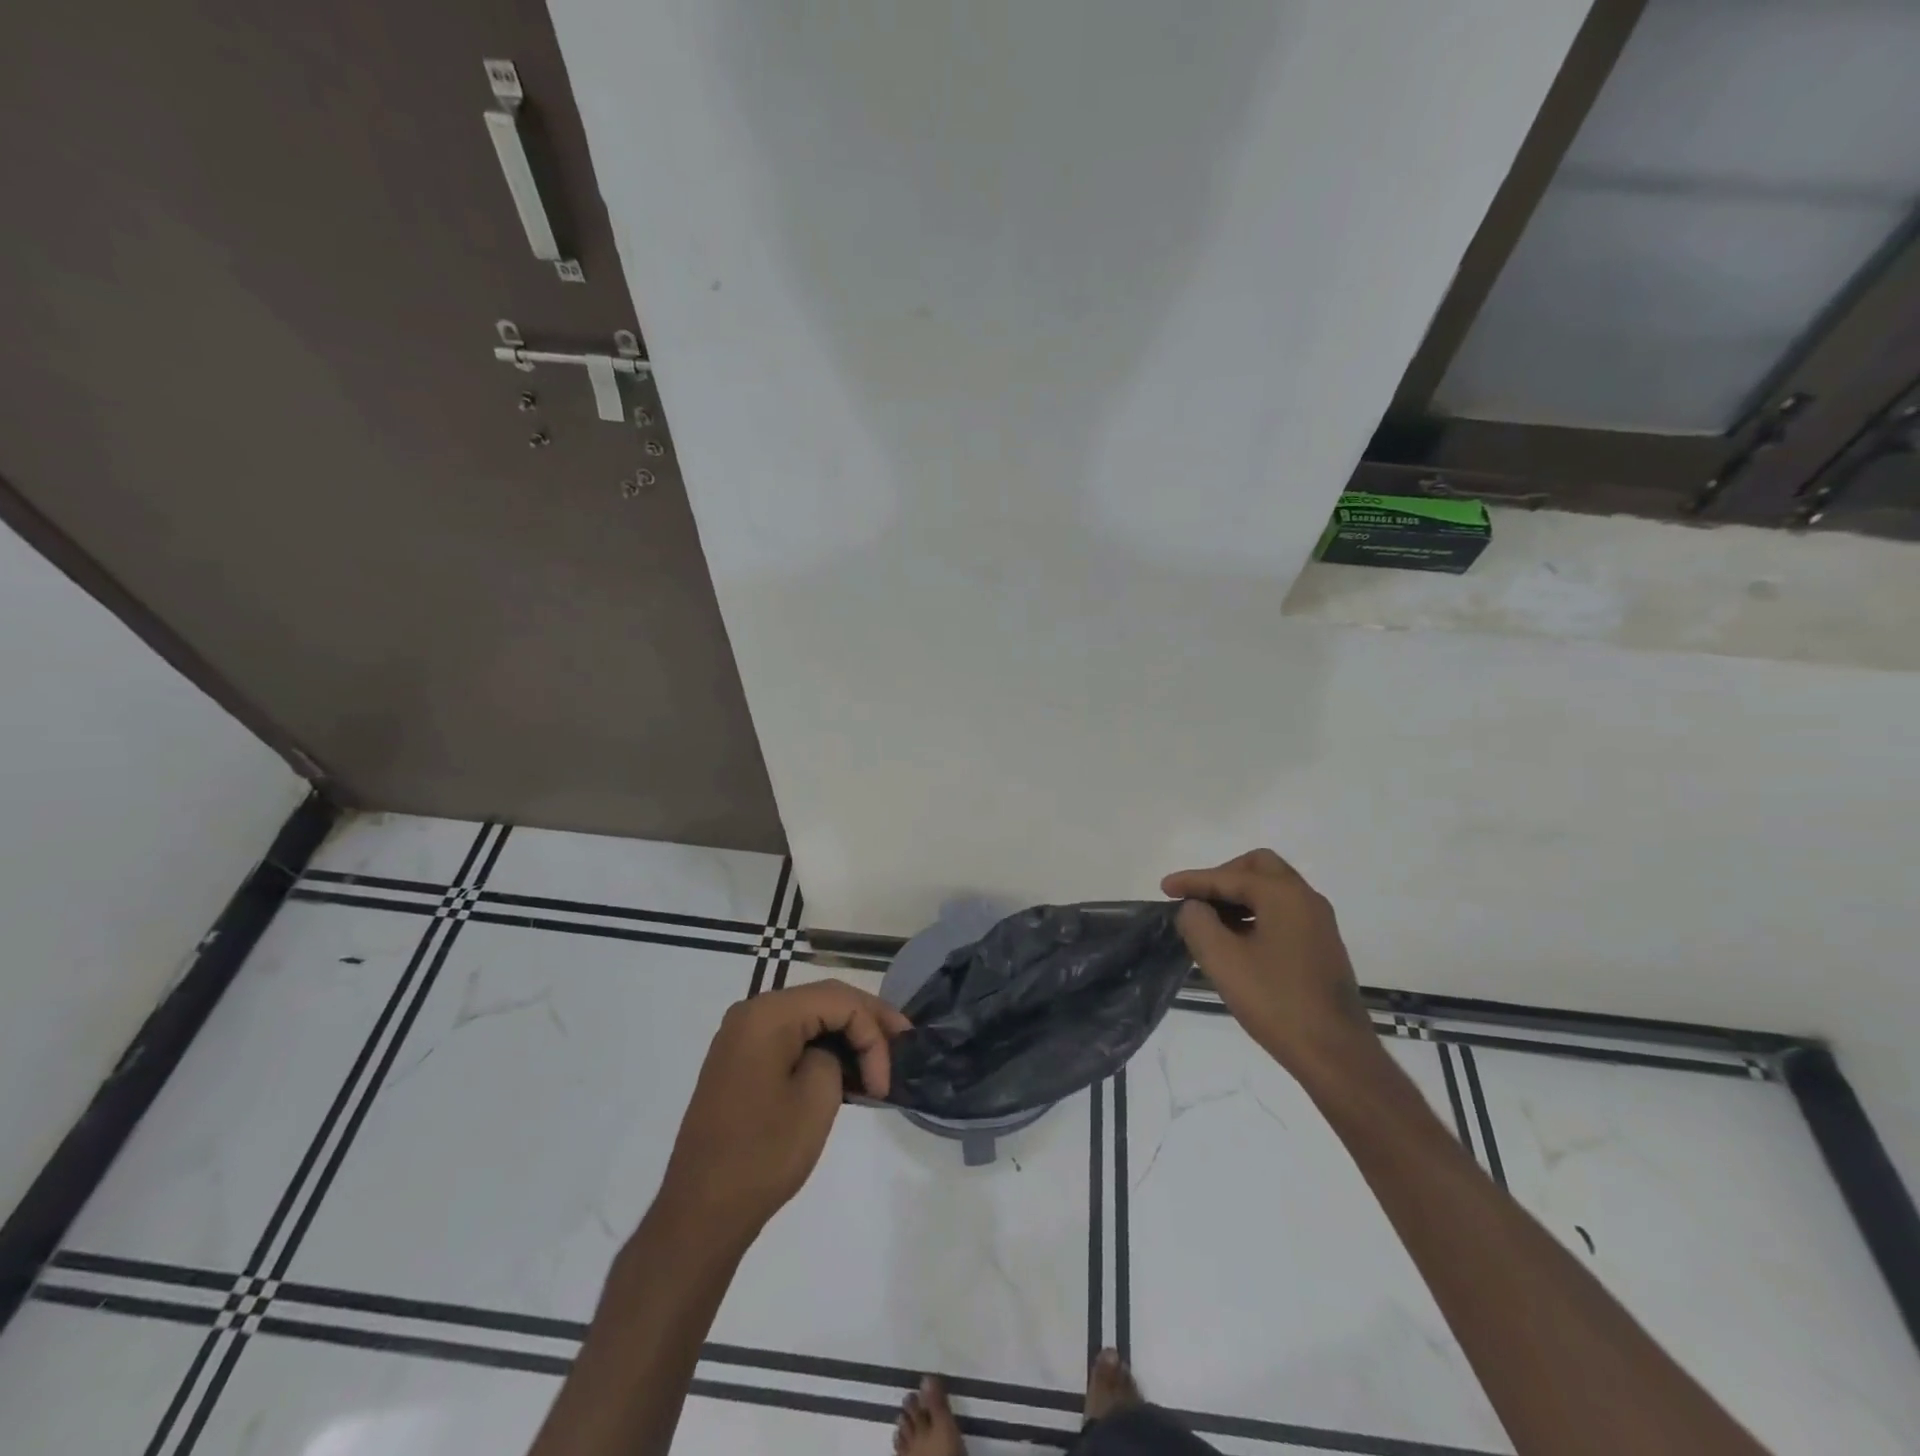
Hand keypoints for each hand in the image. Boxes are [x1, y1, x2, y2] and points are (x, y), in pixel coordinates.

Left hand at [656, 981, 910, 1249]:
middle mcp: (752, 1012)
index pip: (839, 1001)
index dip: (873, 1033)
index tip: (886, 1083)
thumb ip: (836, 1056)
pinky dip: (821, 1047)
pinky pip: (790, 1037)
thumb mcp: (817, 1098)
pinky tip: (847, 1067)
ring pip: (809, 1017)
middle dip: (866, 1021)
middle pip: (824, 1000)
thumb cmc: (763, 1153)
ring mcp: (742, 1036)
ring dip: (846, 1033)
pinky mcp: (741, 1060)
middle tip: (903, 1043)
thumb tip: (833, 1053)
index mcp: (768, 1014)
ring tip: (881, 1058)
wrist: (701, 1211)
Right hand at [1161, 850, 1374, 1082]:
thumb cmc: (1275, 1001)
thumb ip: (1197, 922)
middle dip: (1223, 877)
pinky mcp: (1322, 946)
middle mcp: (1306, 899)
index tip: (1164, 888)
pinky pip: (1283, 912)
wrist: (1335, 1053)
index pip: (1228, 876)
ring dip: (1239, 897)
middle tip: (1196, 898)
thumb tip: (1194, 908)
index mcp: (1284, 895)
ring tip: (1210, 922)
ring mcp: (1319, 923)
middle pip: (1259, 868)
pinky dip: (1256, 914)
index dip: (1192, 880)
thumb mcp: (1222, 959)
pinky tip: (1237, 942)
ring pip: (1273, 890)